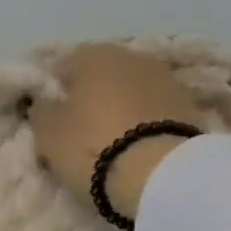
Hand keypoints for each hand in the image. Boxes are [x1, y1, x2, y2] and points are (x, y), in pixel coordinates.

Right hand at [30, 44, 203, 220]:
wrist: (160, 175)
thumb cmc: (92, 147)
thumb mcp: (48, 132)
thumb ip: (42, 110)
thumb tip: (45, 101)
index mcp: (93, 54)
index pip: (61, 66)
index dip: (52, 93)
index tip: (49, 118)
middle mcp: (131, 56)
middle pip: (100, 76)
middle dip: (89, 98)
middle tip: (78, 132)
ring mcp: (165, 79)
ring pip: (129, 92)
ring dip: (119, 109)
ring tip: (110, 142)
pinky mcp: (189, 106)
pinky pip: (153, 112)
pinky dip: (143, 123)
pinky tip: (136, 147)